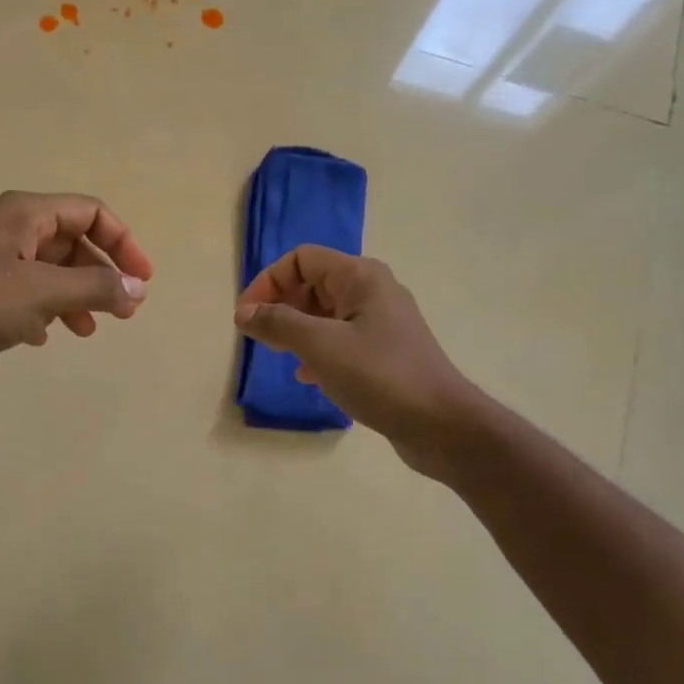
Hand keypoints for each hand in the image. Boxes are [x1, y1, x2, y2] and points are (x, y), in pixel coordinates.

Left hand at [0, 191, 153, 391]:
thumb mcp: (43, 292)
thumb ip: (95, 289)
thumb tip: (138, 289)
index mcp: (26, 214)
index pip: (90, 212)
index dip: (122, 242)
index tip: (142, 280)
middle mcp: (10, 230)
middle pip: (72, 243)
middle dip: (100, 275)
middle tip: (124, 312)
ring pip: (49, 272)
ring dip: (75, 297)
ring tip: (88, 330)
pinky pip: (23, 296)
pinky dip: (42, 312)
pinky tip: (42, 338)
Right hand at [234, 246, 474, 472]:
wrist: (440, 424)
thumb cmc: (379, 375)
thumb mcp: (320, 345)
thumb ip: (277, 323)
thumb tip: (243, 313)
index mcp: (360, 277)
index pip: (301, 259)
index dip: (268, 282)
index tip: (246, 318)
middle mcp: (372, 291)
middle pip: (313, 283)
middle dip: (281, 305)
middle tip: (260, 338)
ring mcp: (381, 322)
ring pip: (325, 314)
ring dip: (296, 329)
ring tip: (278, 355)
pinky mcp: (384, 352)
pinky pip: (340, 339)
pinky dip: (317, 350)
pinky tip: (307, 375)